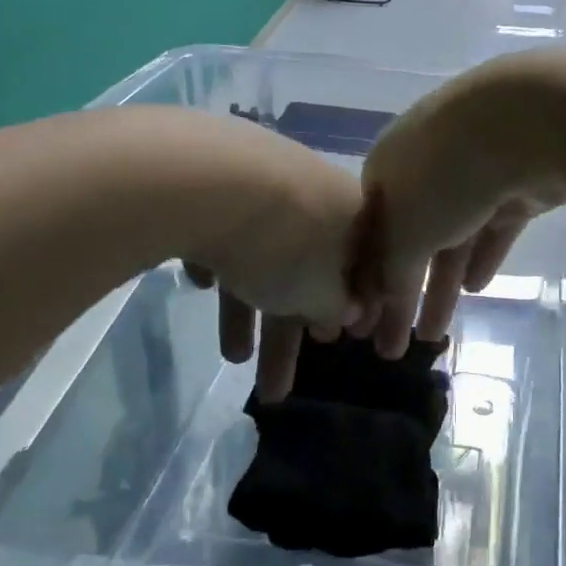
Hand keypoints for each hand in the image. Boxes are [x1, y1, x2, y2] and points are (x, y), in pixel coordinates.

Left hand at [181, 128, 363, 402]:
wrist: (210, 178)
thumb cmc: (283, 245)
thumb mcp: (318, 295)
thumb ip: (336, 308)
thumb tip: (348, 313)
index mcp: (353, 215)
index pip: (362, 268)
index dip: (349, 311)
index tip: (333, 343)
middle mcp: (316, 191)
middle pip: (307, 271)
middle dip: (288, 334)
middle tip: (275, 389)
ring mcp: (267, 179)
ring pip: (263, 254)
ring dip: (249, 312)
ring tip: (232, 360)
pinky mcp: (219, 176)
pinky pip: (227, 230)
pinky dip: (221, 260)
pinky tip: (202, 282)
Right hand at [350, 63, 565, 359]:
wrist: (526, 123)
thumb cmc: (446, 175)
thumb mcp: (404, 232)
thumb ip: (390, 272)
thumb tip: (380, 300)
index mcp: (385, 168)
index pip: (368, 232)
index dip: (364, 281)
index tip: (362, 324)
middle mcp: (424, 167)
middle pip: (409, 241)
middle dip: (399, 295)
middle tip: (392, 350)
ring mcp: (472, 173)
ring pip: (451, 239)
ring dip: (440, 286)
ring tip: (434, 336)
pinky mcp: (514, 184)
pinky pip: (491, 227)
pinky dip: (482, 255)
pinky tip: (476, 288)